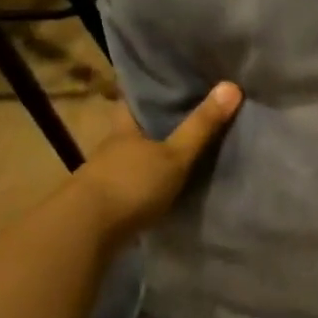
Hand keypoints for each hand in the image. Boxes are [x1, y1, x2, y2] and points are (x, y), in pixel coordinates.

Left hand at [75, 83, 241, 233]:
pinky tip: (162, 190)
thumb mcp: (175, 155)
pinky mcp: (104, 206)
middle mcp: (111, 149)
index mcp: (124, 130)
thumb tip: (232, 85)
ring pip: (131, 160)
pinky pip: (130, 187)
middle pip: (133, 131)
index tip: (166, 84)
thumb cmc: (131, 184)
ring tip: (178, 156)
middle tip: (184, 119)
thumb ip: (201, 126)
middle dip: (153, 127)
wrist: (85, 233)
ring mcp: (104, 178)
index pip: (132, 102)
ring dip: (148, 159)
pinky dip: (145, 186)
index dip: (148, 92)